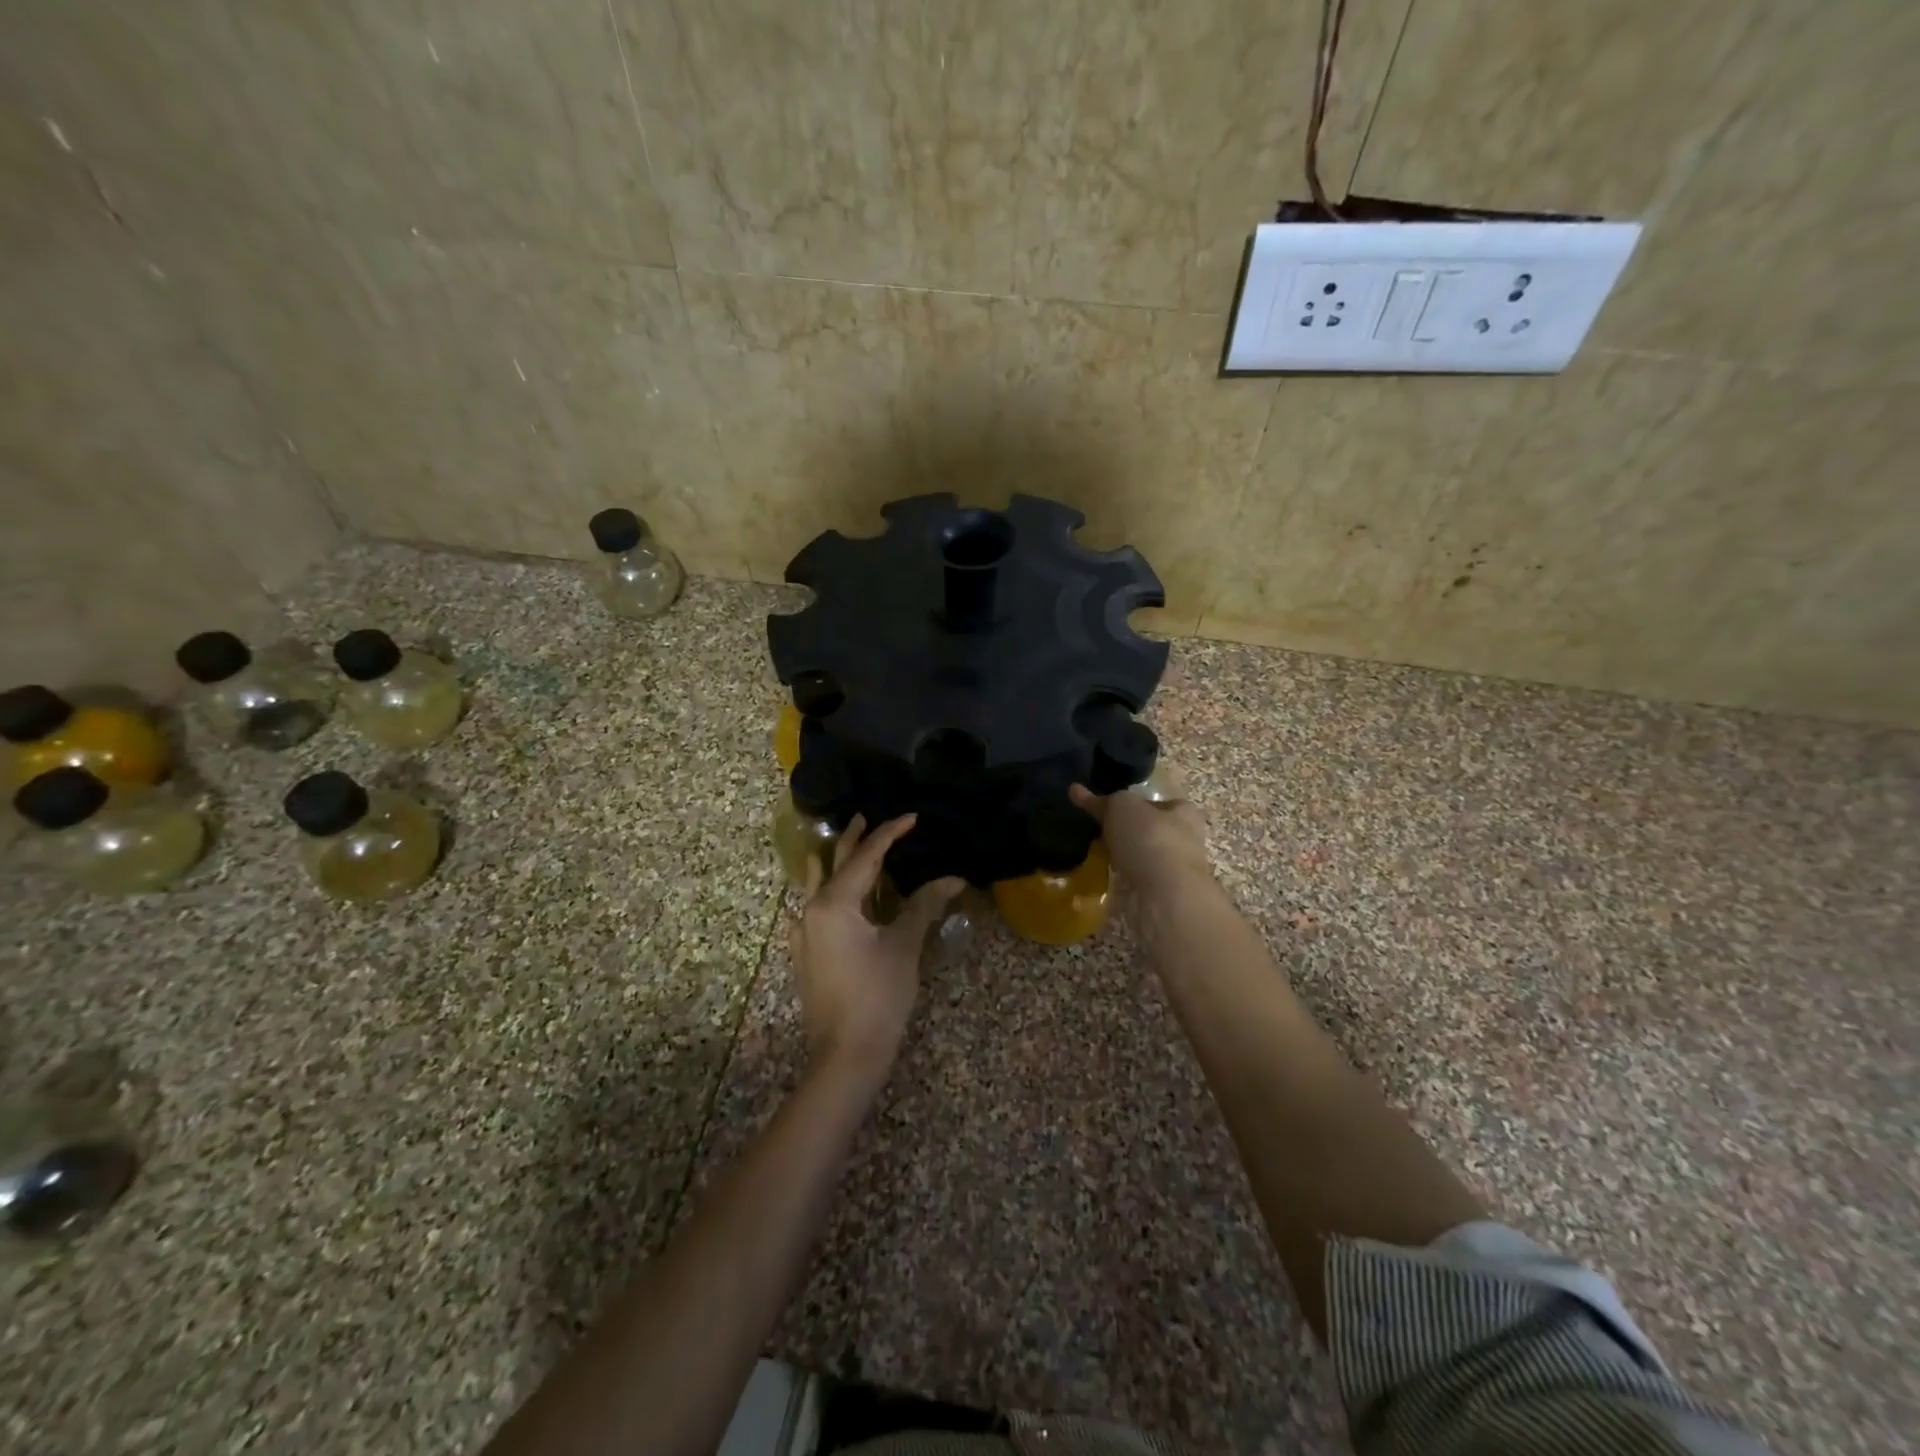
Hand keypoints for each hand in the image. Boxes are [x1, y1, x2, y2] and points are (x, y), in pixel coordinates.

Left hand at [793, 814, 963, 1080]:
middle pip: (834, 862)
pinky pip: (816, 906)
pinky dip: (832, 890)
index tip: (912, 817)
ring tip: (853, 846)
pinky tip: (842, 895)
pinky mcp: (806, 951)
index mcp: (835, 902)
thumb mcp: (904, 947)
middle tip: (867, 817)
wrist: (844, 1055)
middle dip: (853, 838)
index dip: (890, 833)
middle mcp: (812, 909)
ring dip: (837, 862)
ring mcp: (804, 932)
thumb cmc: (878, 996)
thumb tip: (953, 879)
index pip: (866, 856)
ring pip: (819, 883)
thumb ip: (924, 906)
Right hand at [1070, 783, 1211, 901]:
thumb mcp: (1121, 806)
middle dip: (1124, 831)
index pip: (1156, 801)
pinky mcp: (1160, 894)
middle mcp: (1184, 839)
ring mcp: (1173, 870)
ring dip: (1120, 856)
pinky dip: (1118, 878)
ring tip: (1091, 853)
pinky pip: (1134, 879)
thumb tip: (1077, 791)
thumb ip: (1103, 800)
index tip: (1106, 807)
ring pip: (1140, 857)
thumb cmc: (1149, 838)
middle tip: (1095, 829)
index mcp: (1183, 812)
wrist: (1165, 895)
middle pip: (1148, 829)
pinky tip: (1099, 876)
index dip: (1132, 802)